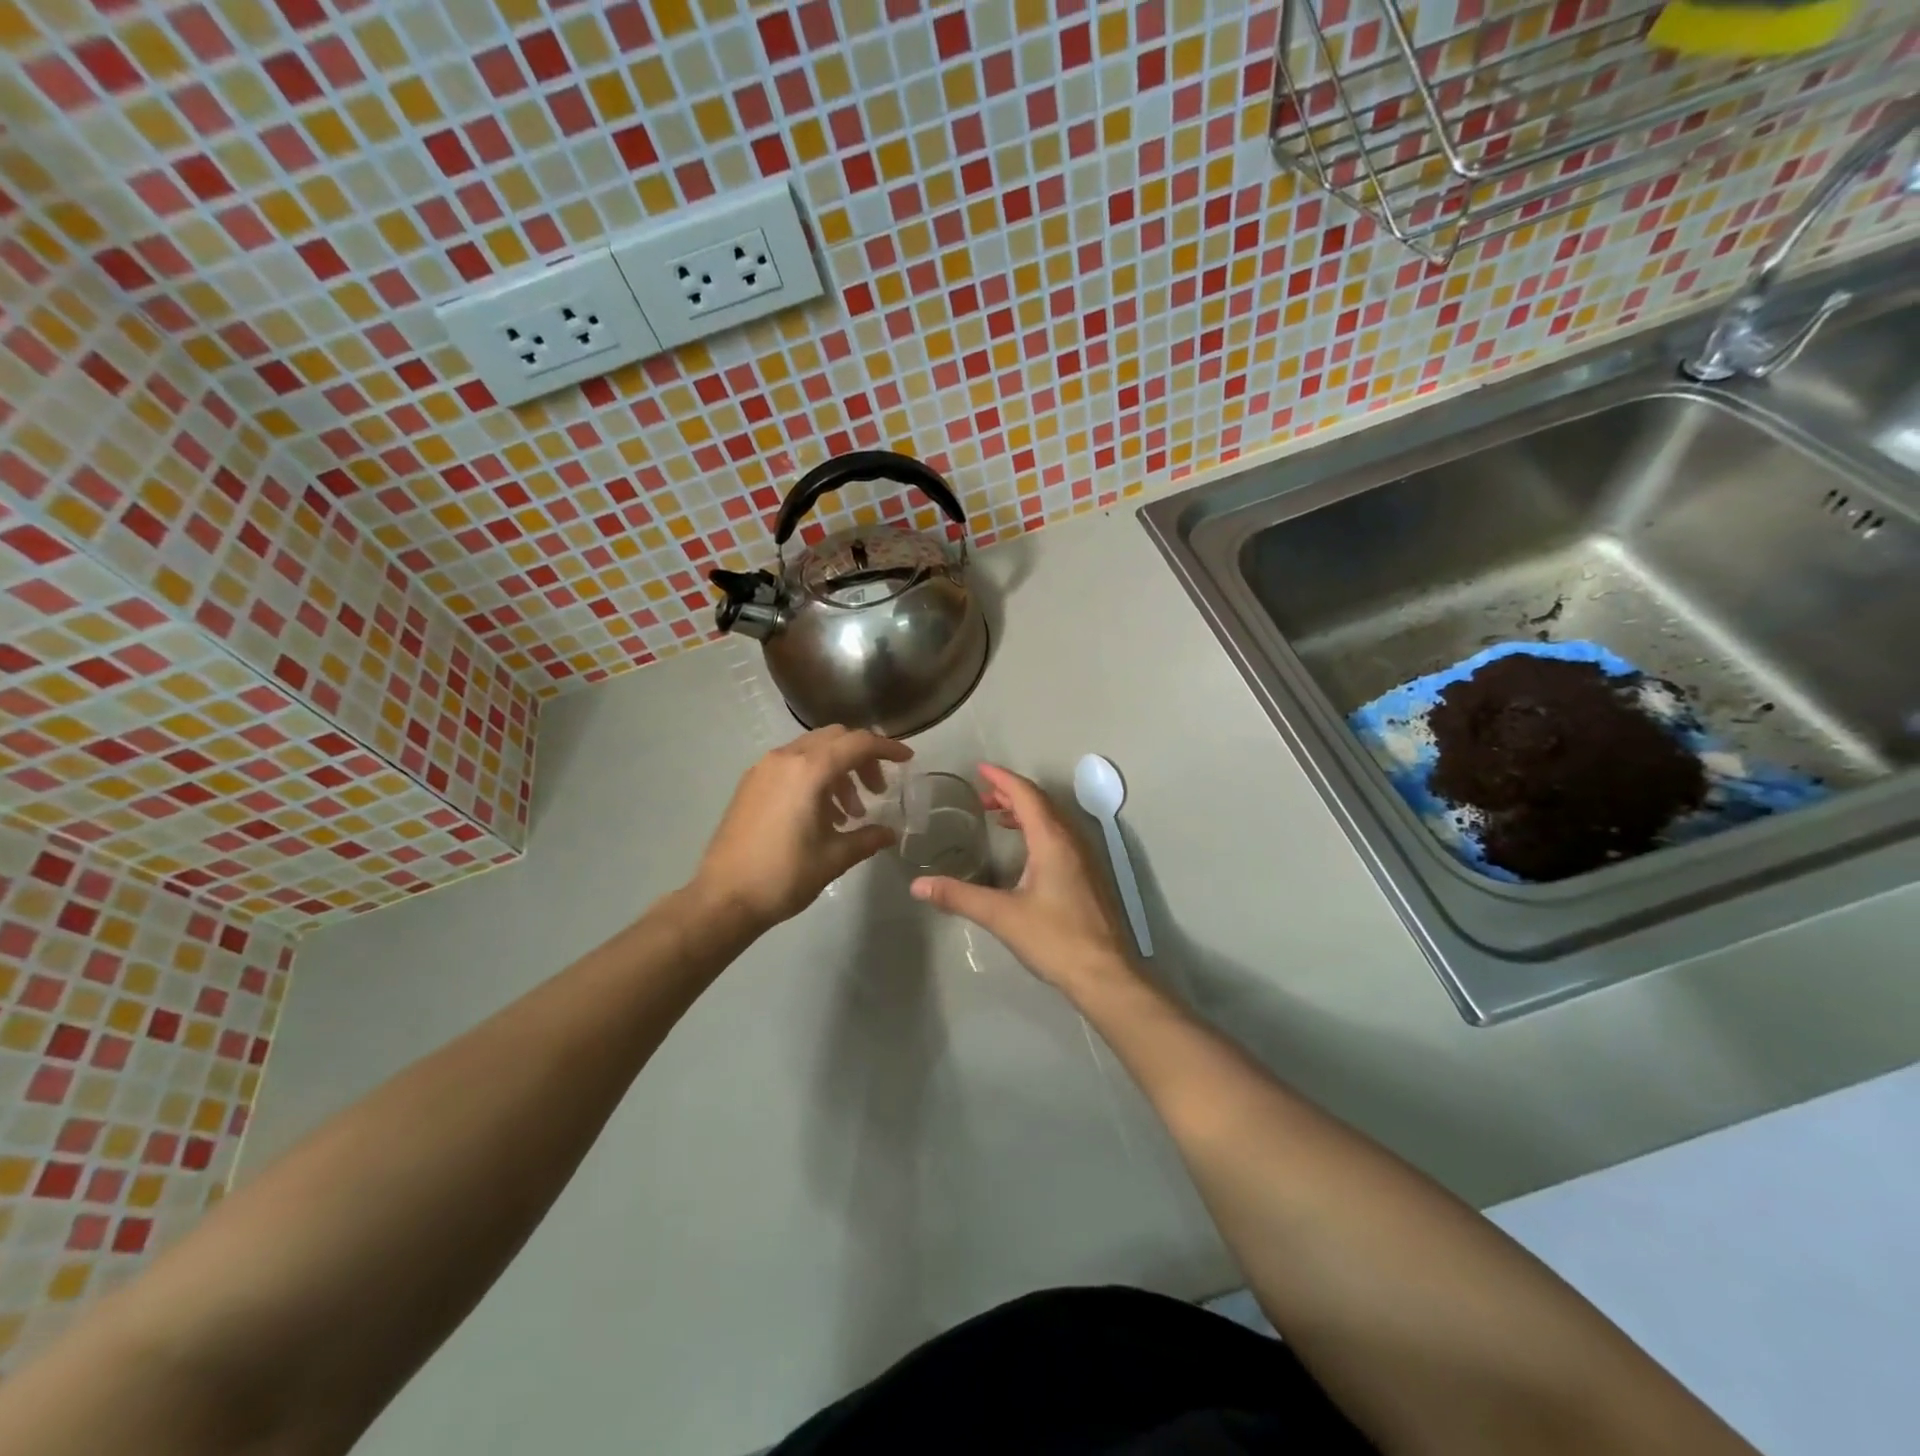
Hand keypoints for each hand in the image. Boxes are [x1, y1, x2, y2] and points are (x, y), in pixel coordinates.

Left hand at [694, 727, 912, 928]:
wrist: (722, 898)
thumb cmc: (783, 876)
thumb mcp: (834, 858)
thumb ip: (867, 838)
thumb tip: (889, 833)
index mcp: (809, 770)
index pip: (858, 744)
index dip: (887, 748)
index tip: (907, 760)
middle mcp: (785, 758)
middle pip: (835, 739)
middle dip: (862, 758)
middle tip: (877, 791)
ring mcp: (763, 769)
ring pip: (812, 751)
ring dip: (838, 770)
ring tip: (849, 813)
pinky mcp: (750, 784)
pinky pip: (791, 765)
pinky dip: (814, 777)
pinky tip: (820, 814)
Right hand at [910, 764, 1137, 996]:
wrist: (1104, 973)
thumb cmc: (1054, 939)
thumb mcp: (1001, 916)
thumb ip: (959, 897)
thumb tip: (918, 886)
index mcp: (1052, 840)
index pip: (1026, 795)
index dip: (1002, 779)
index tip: (980, 770)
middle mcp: (1072, 840)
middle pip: (1041, 802)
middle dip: (1011, 793)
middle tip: (982, 796)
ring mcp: (1084, 858)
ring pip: (1053, 819)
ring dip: (1026, 811)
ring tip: (998, 816)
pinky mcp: (1088, 875)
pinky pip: (1060, 836)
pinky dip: (1038, 828)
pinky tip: (1024, 850)